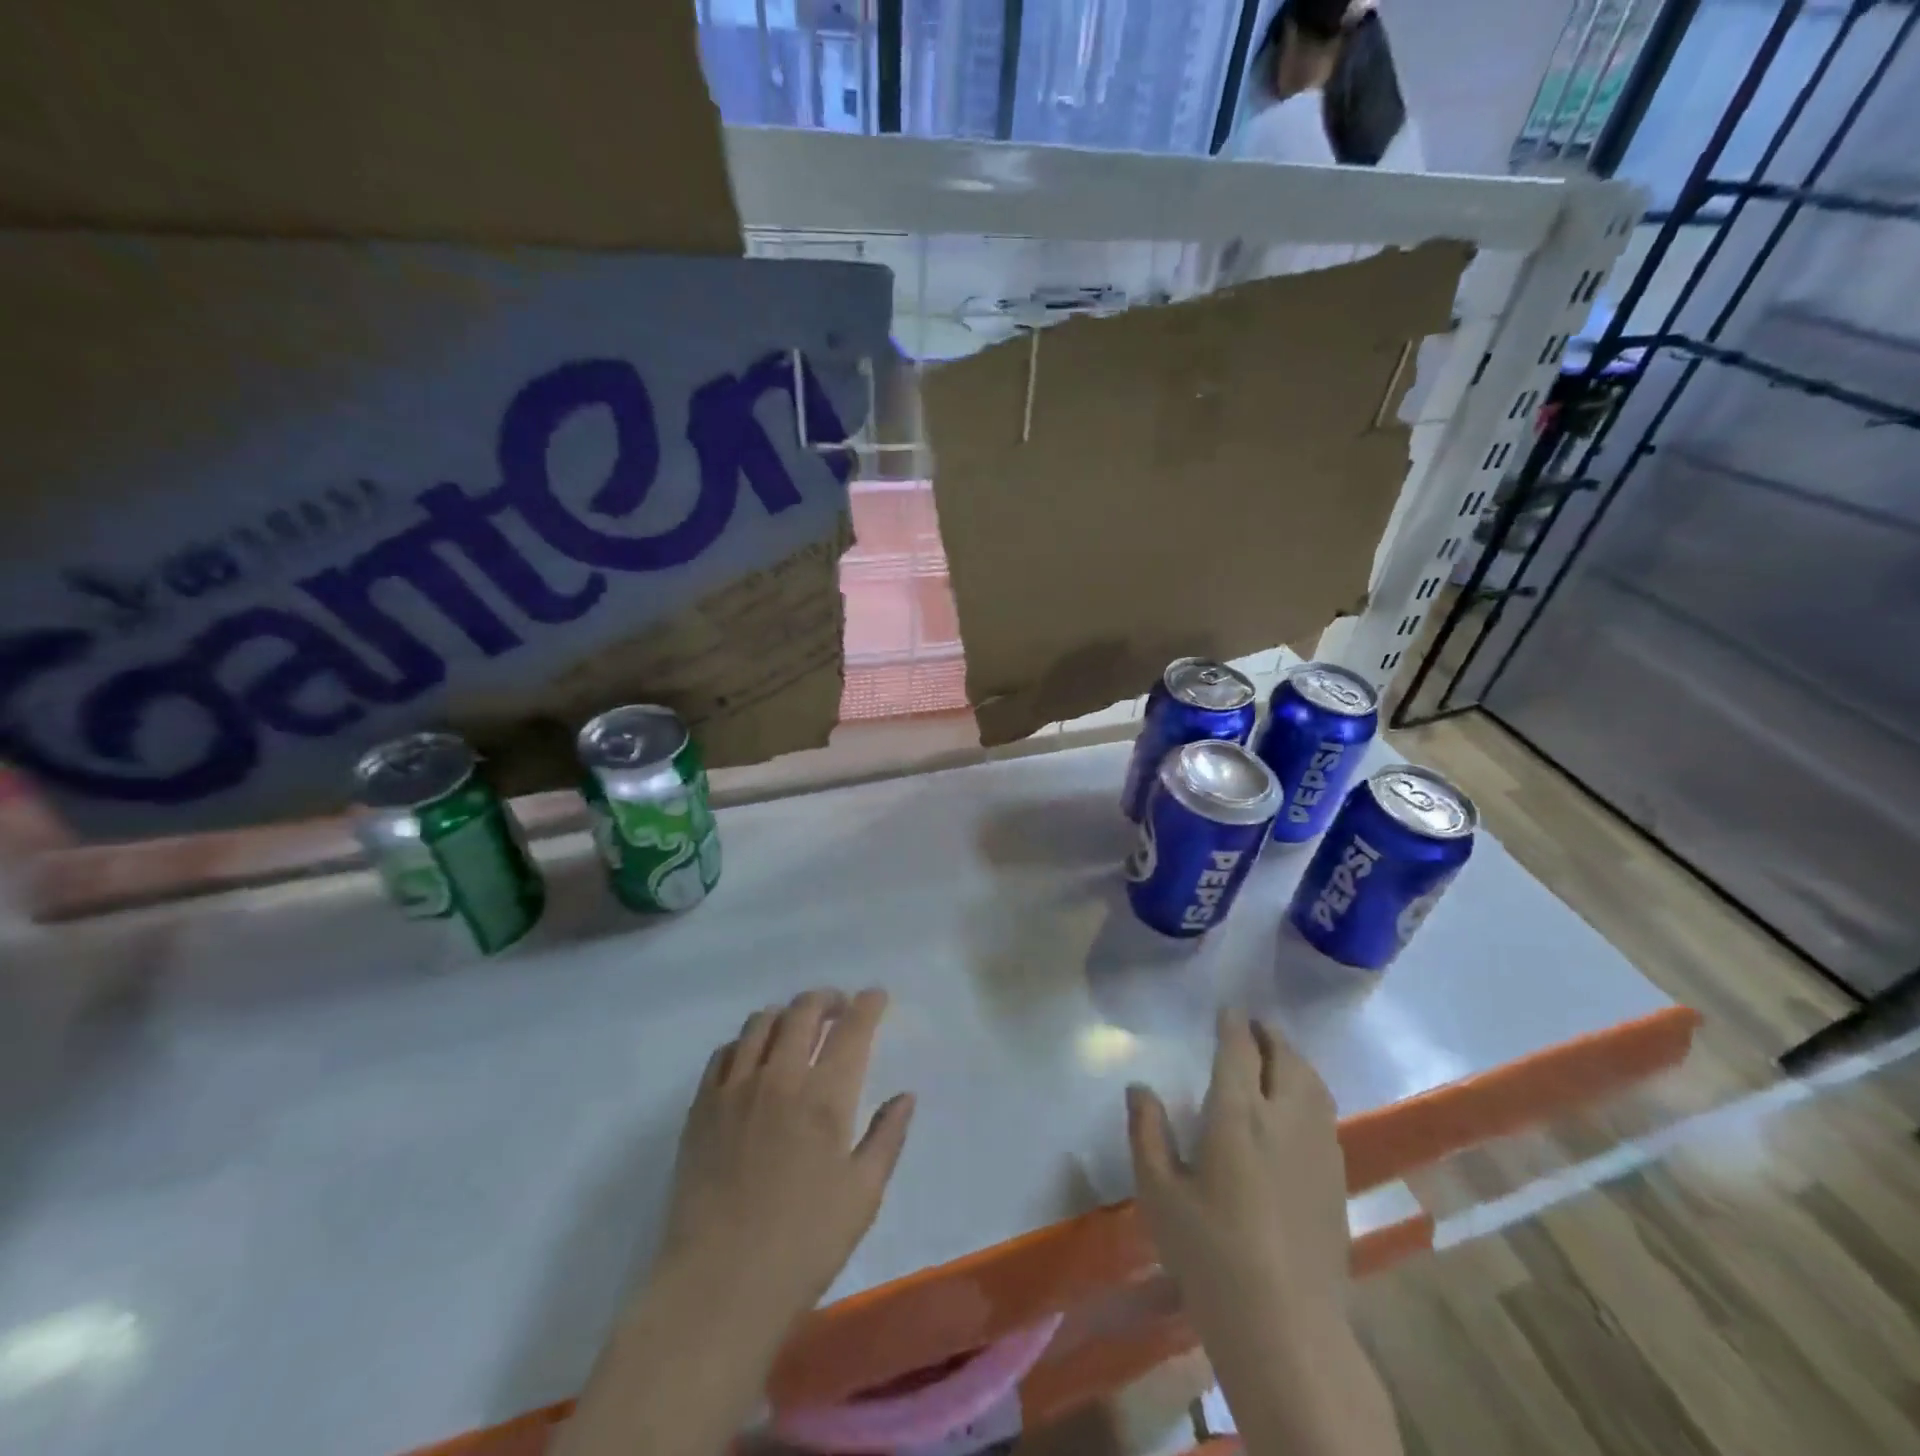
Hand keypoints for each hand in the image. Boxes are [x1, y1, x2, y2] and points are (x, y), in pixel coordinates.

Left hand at [654, 987, 915, 1331]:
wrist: (717, 1286)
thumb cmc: (803, 1245)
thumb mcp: (863, 1196)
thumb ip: (886, 1137)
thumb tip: (905, 1096)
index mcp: (826, 1097)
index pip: (852, 1028)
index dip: (868, 1004)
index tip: (876, 996)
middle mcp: (781, 1078)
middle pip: (803, 1011)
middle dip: (827, 999)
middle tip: (839, 1008)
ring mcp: (735, 1089)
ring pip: (761, 1022)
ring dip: (786, 1014)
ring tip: (797, 1028)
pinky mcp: (701, 1107)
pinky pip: (724, 1052)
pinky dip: (746, 1042)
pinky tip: (754, 1059)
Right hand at [1128, 1016, 1401, 1455]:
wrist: (1286, 1328)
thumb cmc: (1210, 1256)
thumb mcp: (1159, 1194)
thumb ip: (1147, 1133)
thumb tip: (1139, 1087)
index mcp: (1237, 1115)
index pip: (1239, 1050)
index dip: (1233, 1024)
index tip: (1227, 1009)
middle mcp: (1283, 1119)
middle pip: (1285, 1058)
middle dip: (1269, 1034)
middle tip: (1253, 1025)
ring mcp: (1317, 1149)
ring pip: (1313, 1083)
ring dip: (1294, 1058)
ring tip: (1277, 1054)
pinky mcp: (1336, 1179)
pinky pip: (1325, 1113)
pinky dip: (1310, 1090)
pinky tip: (1298, 1106)